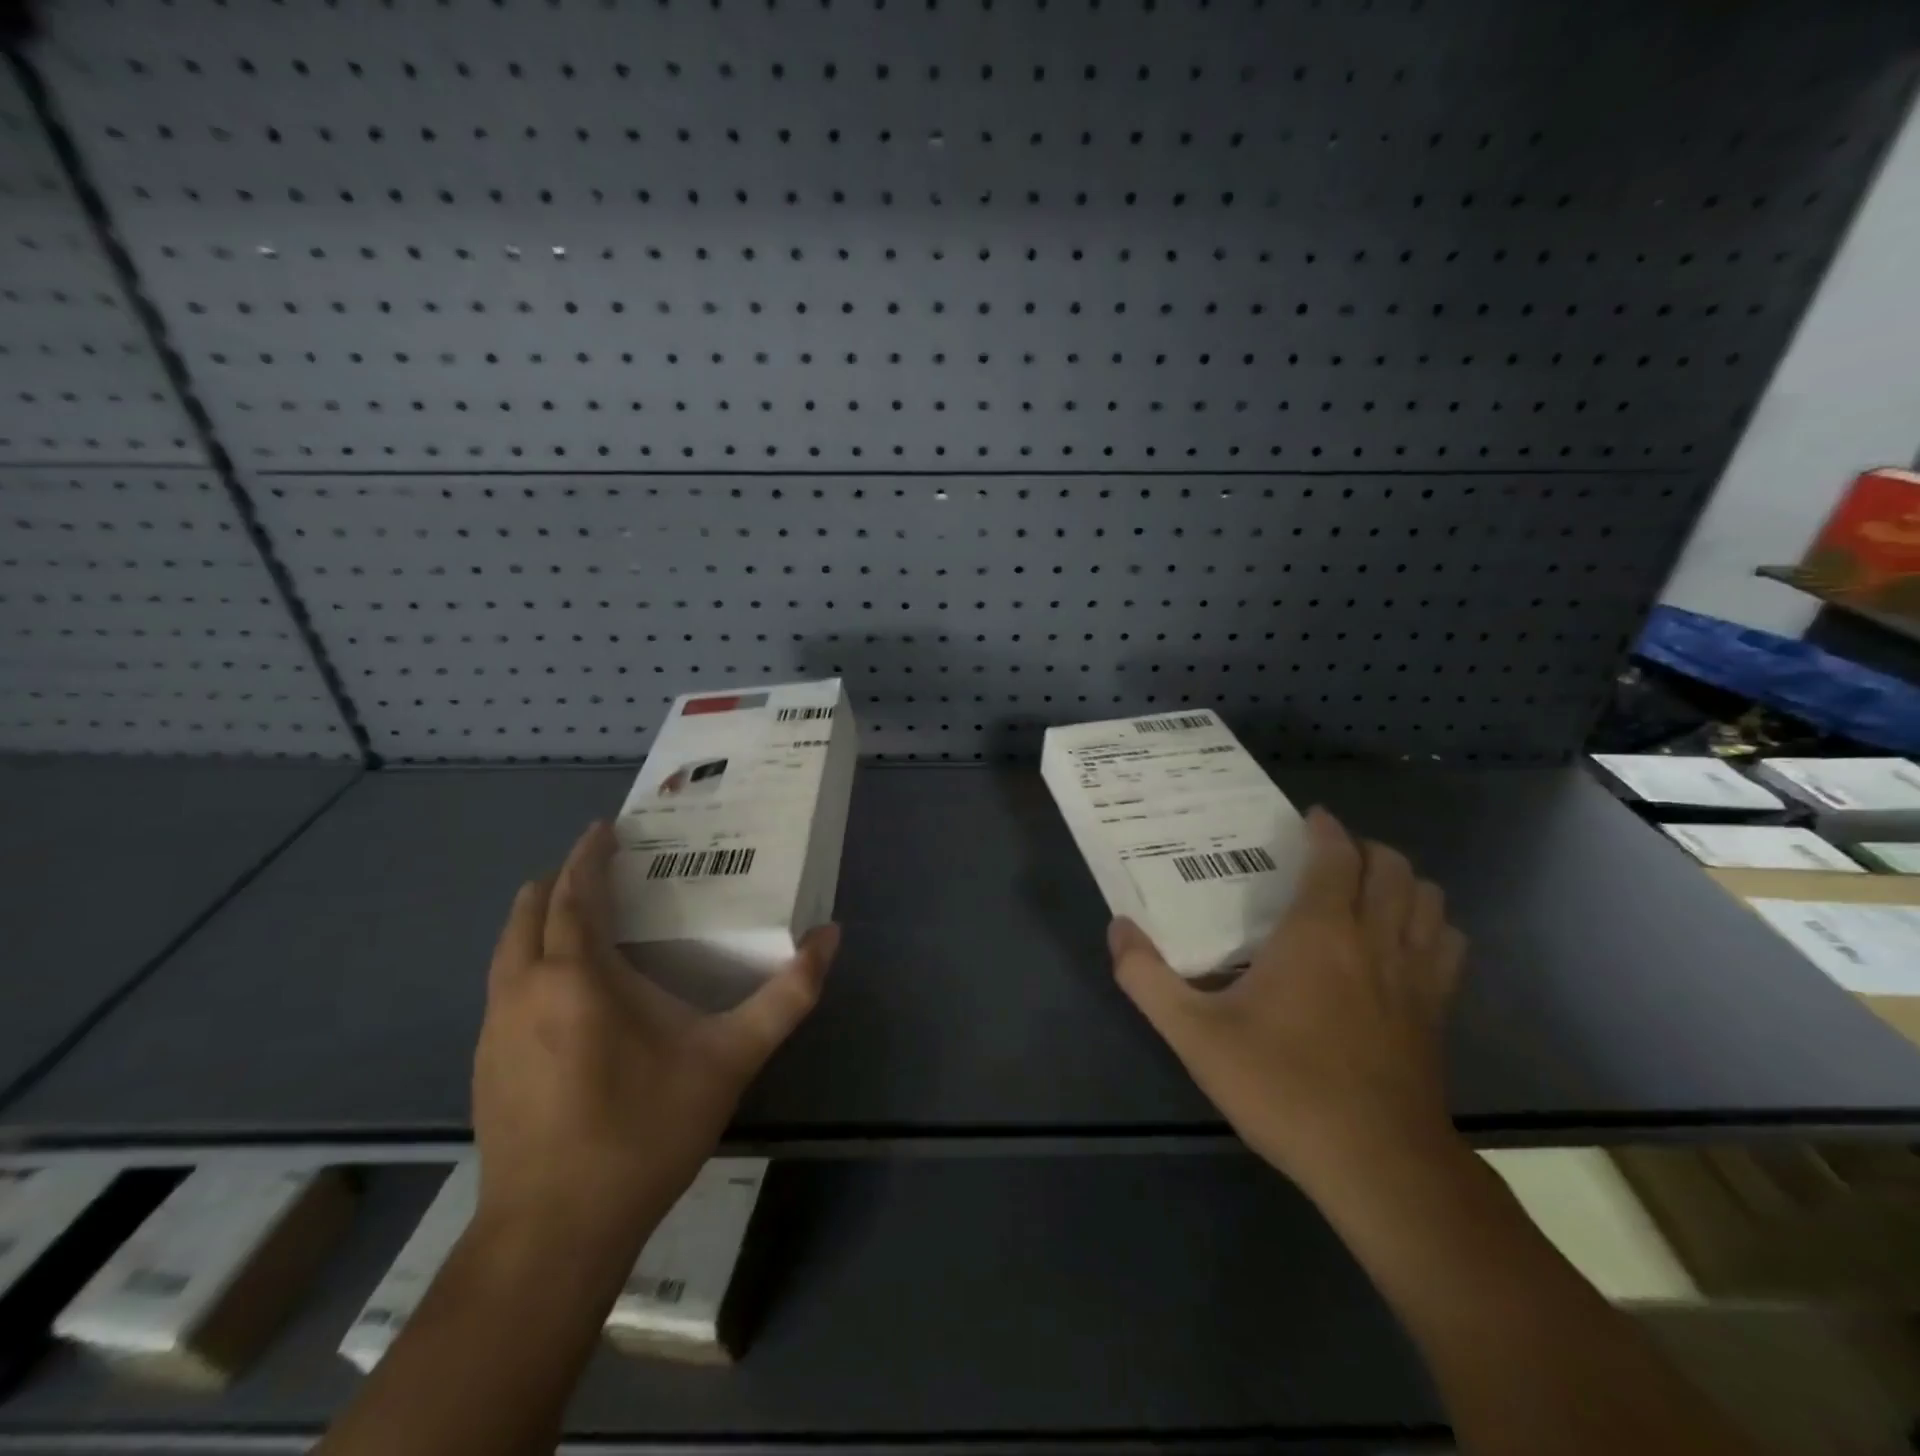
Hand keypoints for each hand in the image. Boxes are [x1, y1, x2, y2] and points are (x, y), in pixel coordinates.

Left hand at [472, 821, 838, 1258]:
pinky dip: (529, 959)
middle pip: (529, 910)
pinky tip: (564, 990)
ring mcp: (495, 1029)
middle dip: (563, 880)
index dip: (589, 854)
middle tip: (604, 868)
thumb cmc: (644, 1131)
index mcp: (577, 975)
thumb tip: (830, 937)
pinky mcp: (485, 1065)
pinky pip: (504, 985)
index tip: (608, 828)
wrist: (554, 1233)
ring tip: (583, 916)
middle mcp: (524, 989)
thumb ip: (786, 996)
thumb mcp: (730, 1059)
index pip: (575, 891)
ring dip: (540, 919)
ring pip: (508, 949)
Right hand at [1109, 807, 1465, 1202]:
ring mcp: (1417, 976)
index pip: (1337, 857)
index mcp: (1319, 932)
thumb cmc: (1283, 1087)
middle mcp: (1375, 940)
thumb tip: (1118, 929)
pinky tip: (1406, 943)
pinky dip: (1432, 925)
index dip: (1325, 829)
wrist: (1377, 1165)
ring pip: (1429, 900)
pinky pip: (1449, 944)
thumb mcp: (1195, 1035)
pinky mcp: (1439, 1012)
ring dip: (1403, 881)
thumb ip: (1147, 978)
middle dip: (1365, 848)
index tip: (1307, 818)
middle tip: (1331, 855)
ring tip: (1369, 889)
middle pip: (1392, 868)